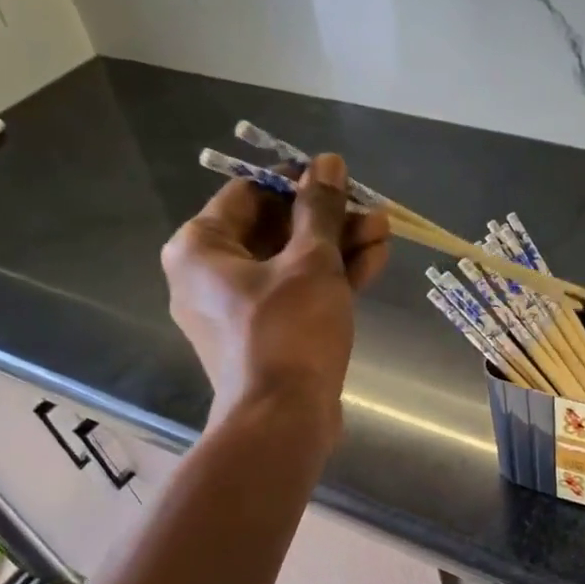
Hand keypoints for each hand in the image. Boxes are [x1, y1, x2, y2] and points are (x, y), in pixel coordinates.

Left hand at [162, 153, 389, 445]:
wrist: (283, 421)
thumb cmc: (287, 331)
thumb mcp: (310, 262)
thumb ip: (320, 210)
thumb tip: (327, 162)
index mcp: (200, 248)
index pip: (249, 194)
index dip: (296, 182)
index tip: (336, 178)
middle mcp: (211, 277)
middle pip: (275, 230)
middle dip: (328, 220)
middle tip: (370, 209)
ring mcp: (240, 311)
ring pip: (292, 265)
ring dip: (338, 248)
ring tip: (384, 231)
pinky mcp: (269, 338)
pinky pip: (297, 296)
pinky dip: (331, 280)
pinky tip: (374, 260)